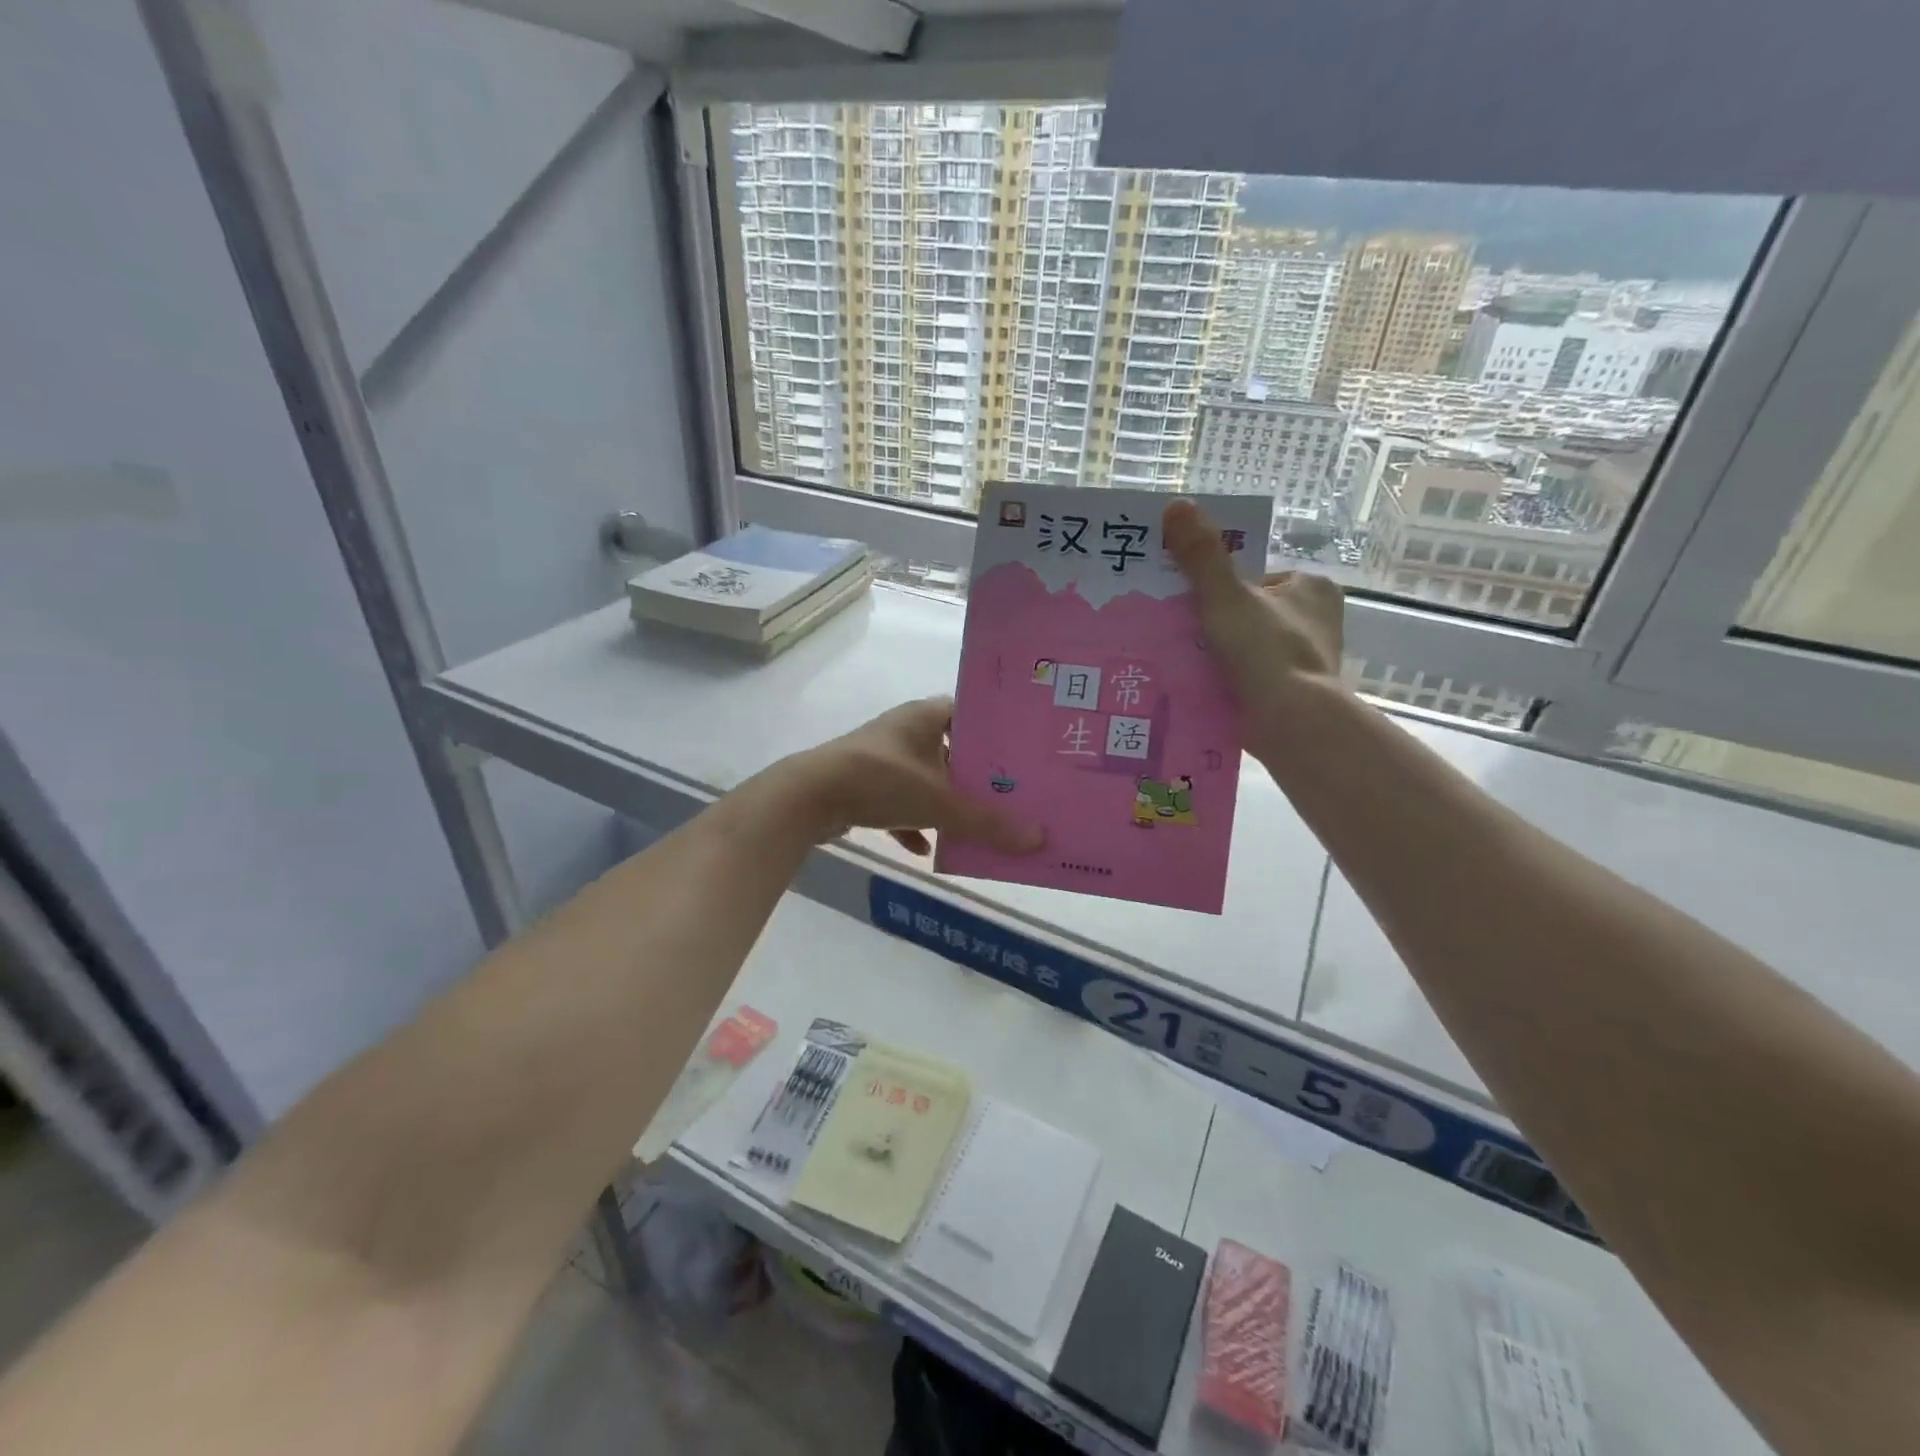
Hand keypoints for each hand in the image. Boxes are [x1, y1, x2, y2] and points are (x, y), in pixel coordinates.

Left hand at [786, 697, 1045, 856]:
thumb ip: (987, 823)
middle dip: (973, 774)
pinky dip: (912, 823)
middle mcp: (903, 731)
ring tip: (973, 823)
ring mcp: (879, 758)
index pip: (968, 712)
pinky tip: (924, 848)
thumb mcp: (940, 803)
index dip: (993, 731)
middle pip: (948, 750)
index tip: (1019, 753)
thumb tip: (1038, 840)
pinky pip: (896, 802)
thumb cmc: (881, 781)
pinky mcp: (861, 784)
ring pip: (923, 778)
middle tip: (1007, 794)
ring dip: (943, 802)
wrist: (809, 797)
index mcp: (924, 717)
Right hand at [1163, 499, 1344, 721]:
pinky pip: (1250, 677)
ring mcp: (1306, 660)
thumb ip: (1201, 555)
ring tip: (1180, 659)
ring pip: (1249, 647)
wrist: (1290, 722)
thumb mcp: (1226, 596)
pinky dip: (1227, 679)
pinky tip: (1198, 685)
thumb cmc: (1266, 650)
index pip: (1256, 577)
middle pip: (1250, 612)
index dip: (1220, 587)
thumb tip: (1175, 505)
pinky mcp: (1293, 694)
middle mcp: (1316, 621)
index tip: (1191, 603)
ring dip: (1219, 653)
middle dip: (1217, 622)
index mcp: (1312, 588)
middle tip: (1178, 631)